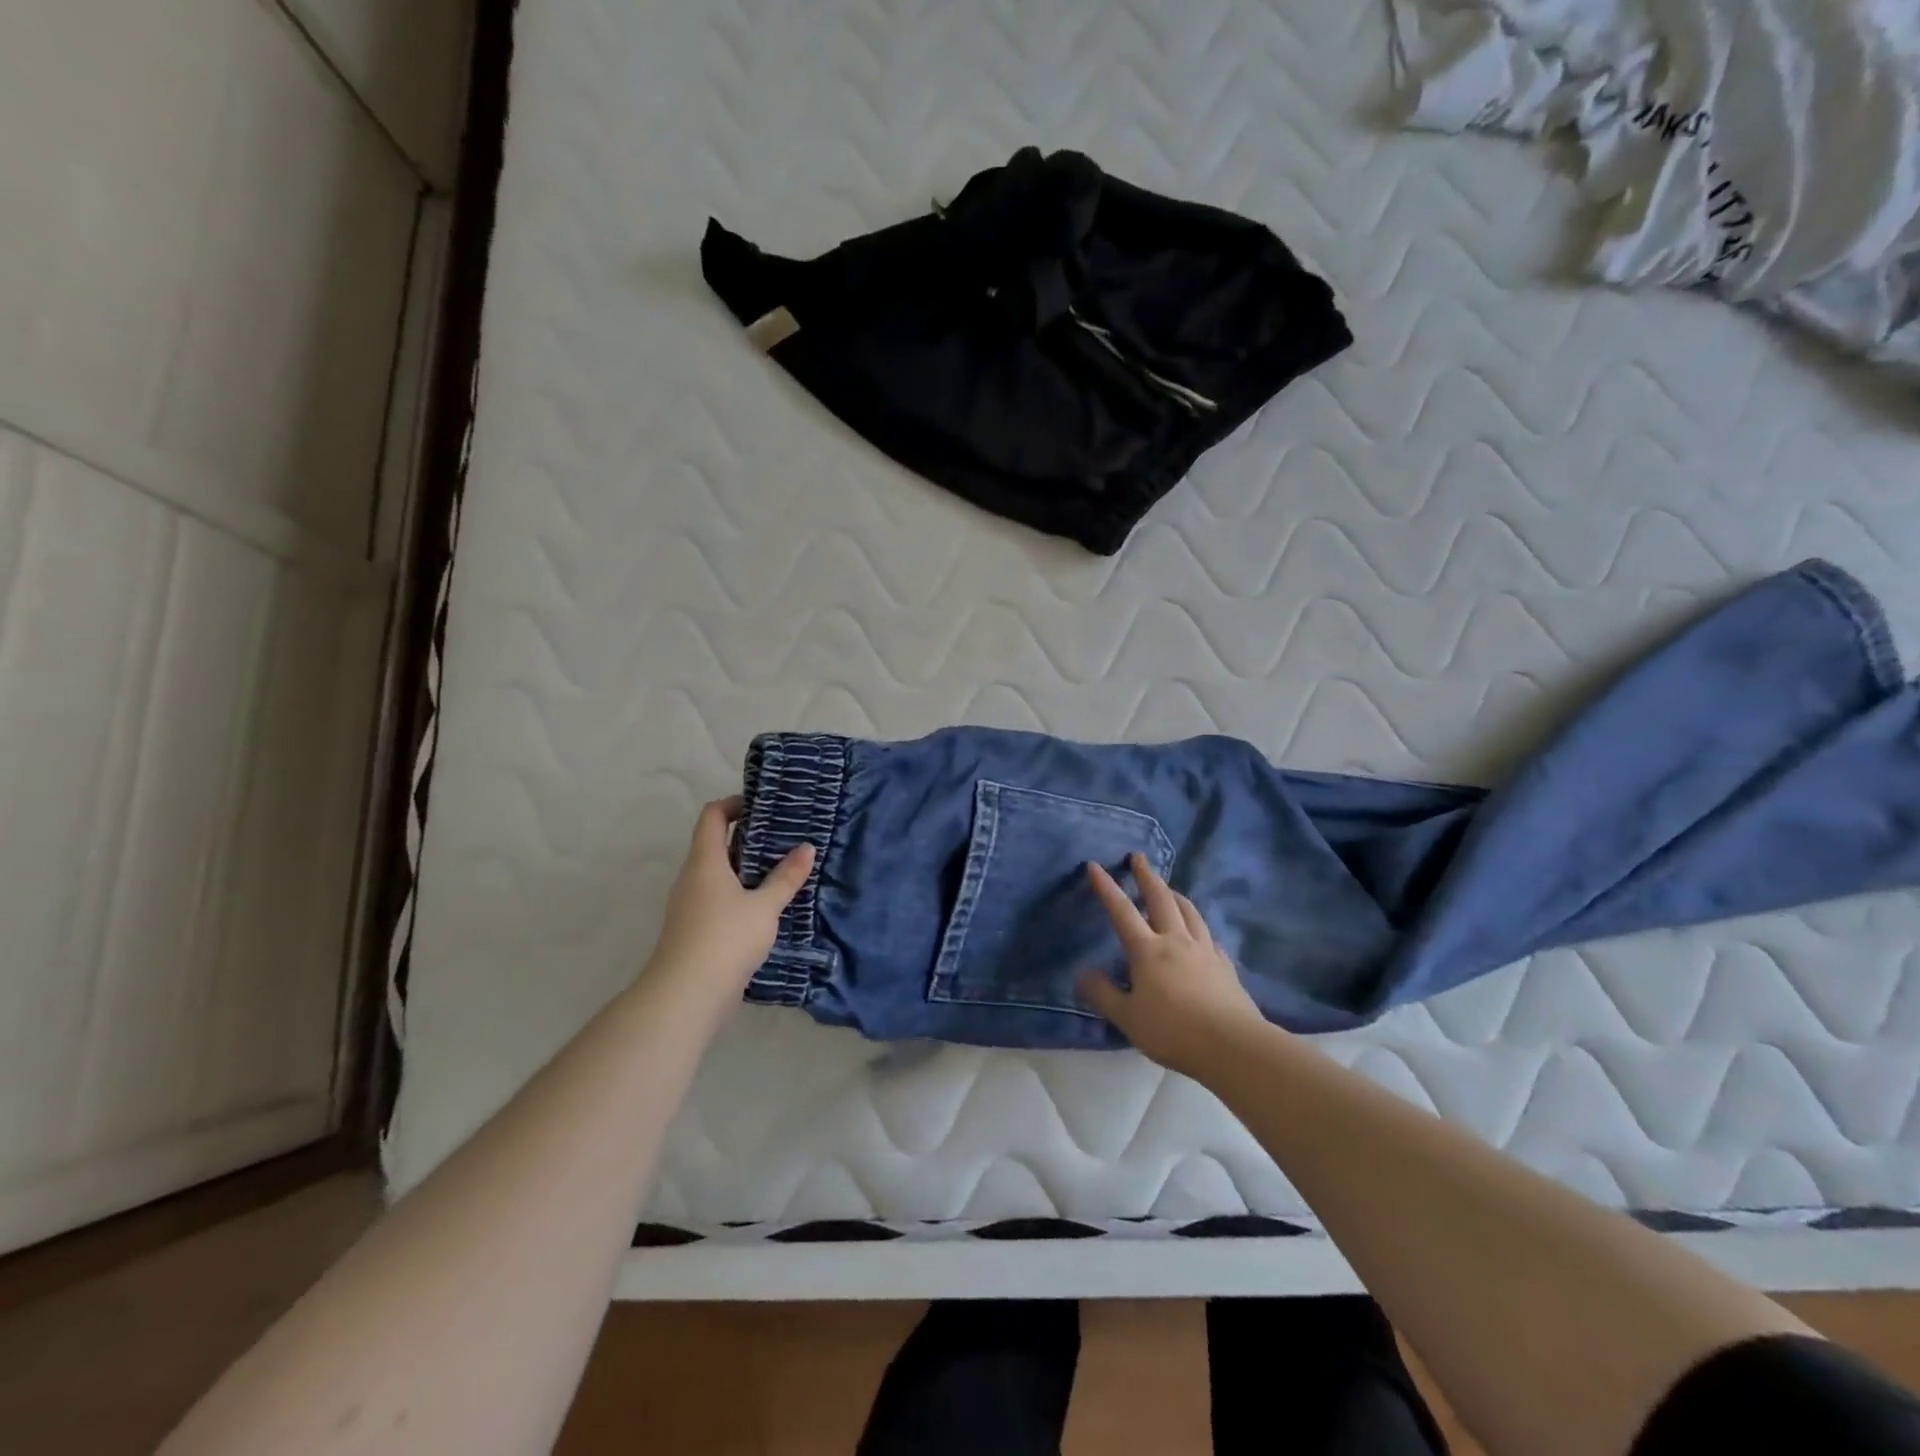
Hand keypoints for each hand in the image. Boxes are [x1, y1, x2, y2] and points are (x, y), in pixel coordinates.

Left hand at [645, 797, 814, 1014]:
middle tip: (784, 838)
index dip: (733, 804)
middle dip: (748, 838)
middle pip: (716, 844)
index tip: (762, 807)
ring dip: (746, 869)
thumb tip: (807, 848)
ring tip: (781, 871)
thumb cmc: (725, 939)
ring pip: (718, 874)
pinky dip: (741, 894)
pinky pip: (719, 899)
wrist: (686, 997)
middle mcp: (692, 878)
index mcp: (705, 862)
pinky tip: (766, 907)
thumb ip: (786, 877)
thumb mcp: (765, 906)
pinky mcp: (695, 930)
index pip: (712, 816)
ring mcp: (690, 905)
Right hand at [1077, 853, 1265, 1075]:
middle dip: (1147, 876)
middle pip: (1161, 899)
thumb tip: (1082, 974)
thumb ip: (1103, 995)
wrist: (1233, 1045)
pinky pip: (1209, 936)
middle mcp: (1176, 941)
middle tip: (1139, 858)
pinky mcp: (1225, 966)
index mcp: (1148, 950)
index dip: (1106, 887)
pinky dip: (1199, 927)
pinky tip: (1200, 933)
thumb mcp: (1128, 1018)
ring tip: (1169, 888)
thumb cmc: (1173, 1031)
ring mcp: (1204, 951)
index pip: (1121, 911)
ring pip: (1189, 912)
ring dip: (1175, 895)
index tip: (1094, 865)